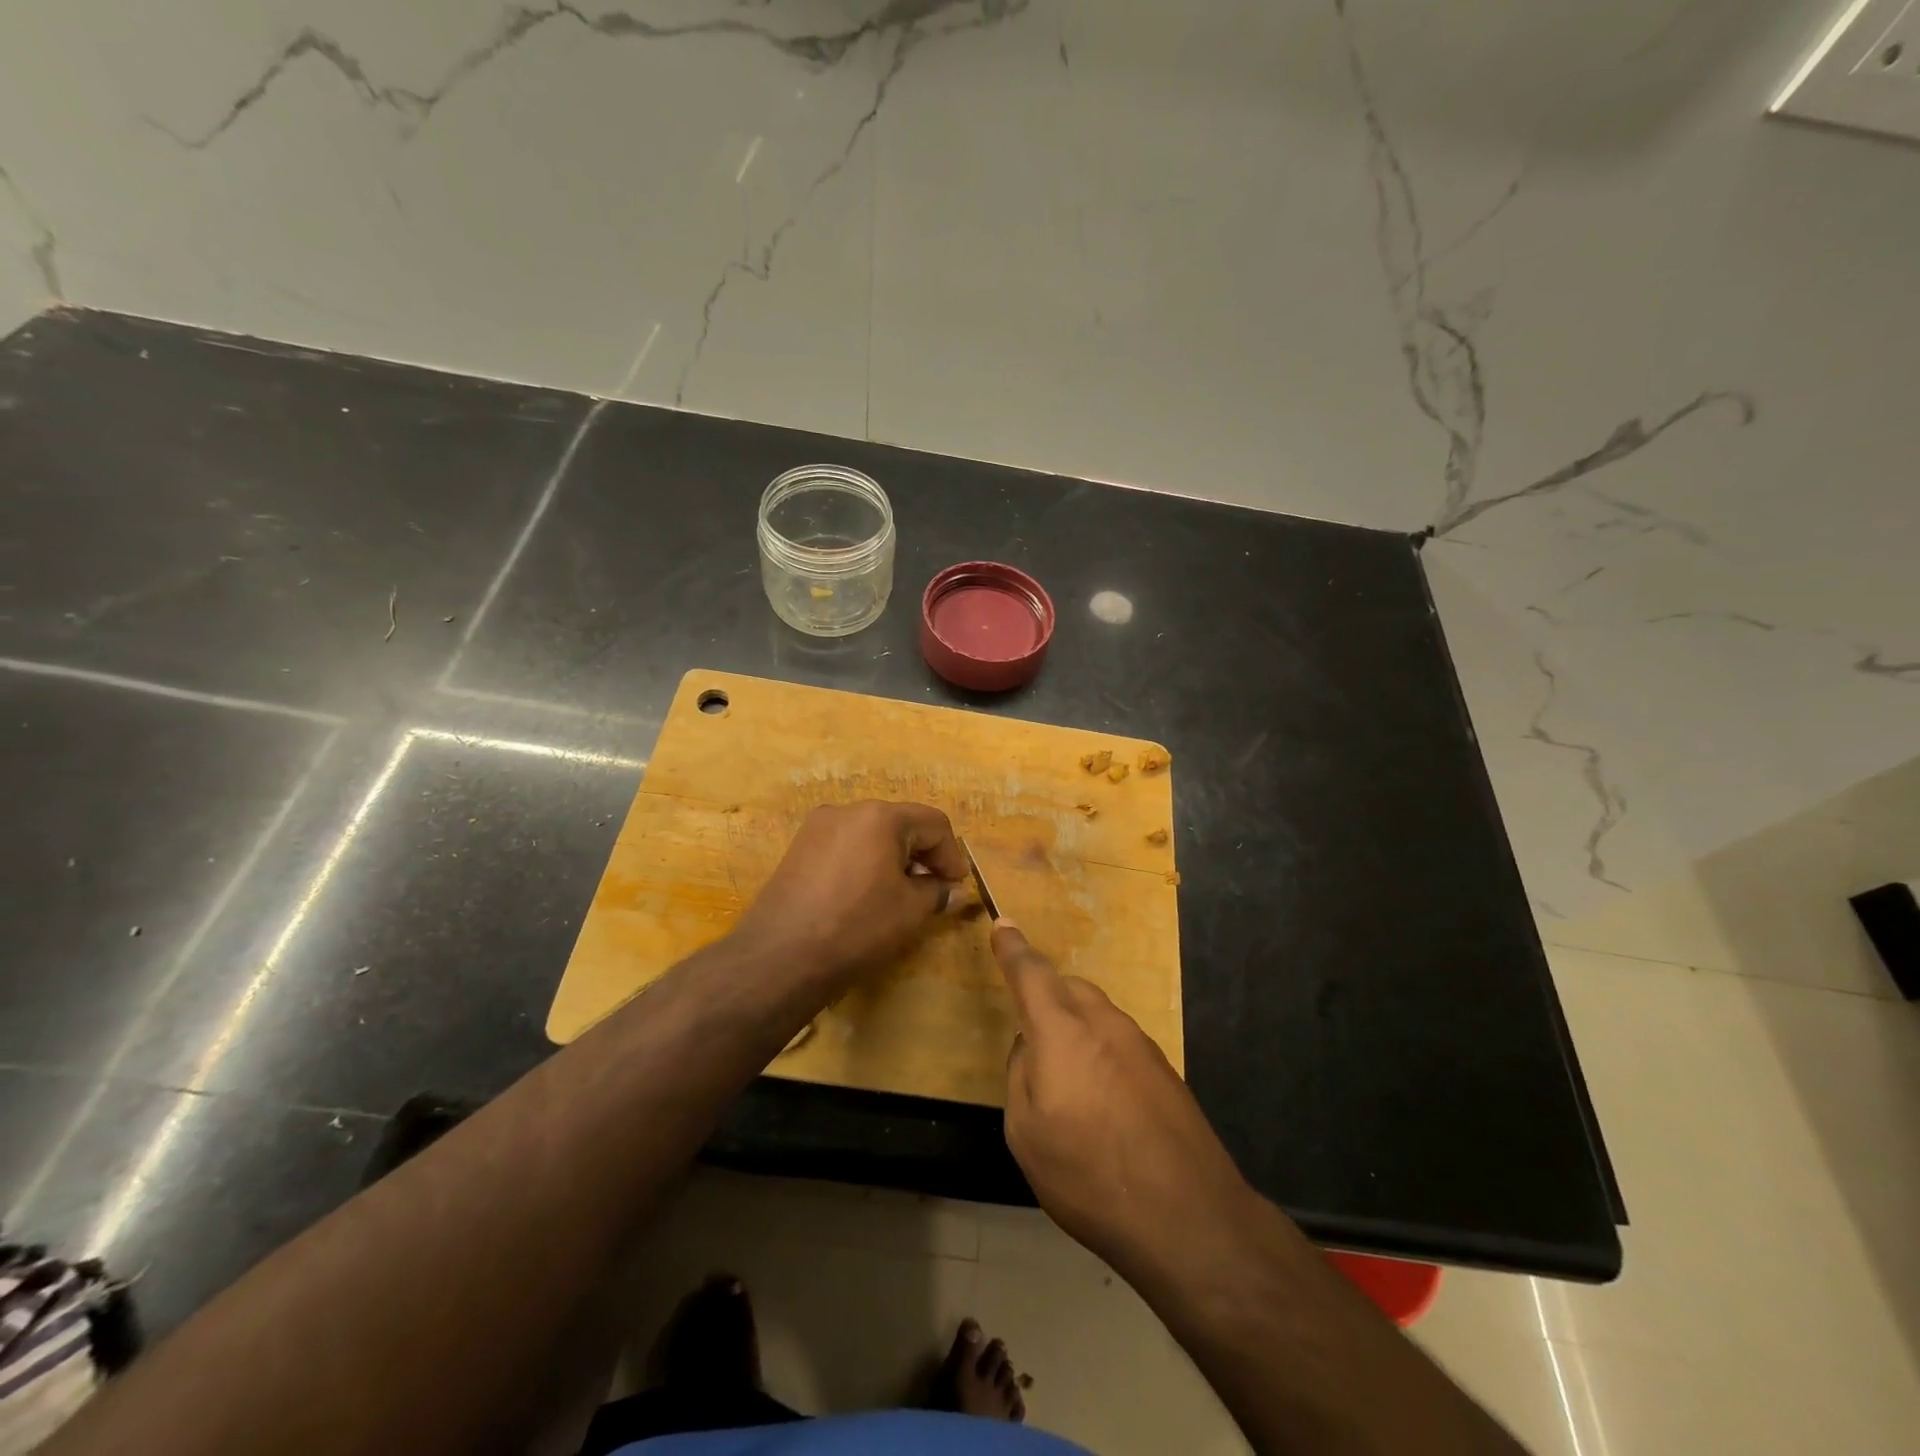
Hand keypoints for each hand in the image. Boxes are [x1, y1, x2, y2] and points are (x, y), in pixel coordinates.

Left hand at [734, 801, 966, 989]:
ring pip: (870, 834)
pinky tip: (864, 895)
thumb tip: (954, 891)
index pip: (933, 823)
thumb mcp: (909, 911)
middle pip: (900, 823)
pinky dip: (864, 862)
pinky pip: (845, 846)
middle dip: (922, 855)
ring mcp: (817, 827)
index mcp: (880, 816)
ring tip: (899, 895)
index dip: (951, 855)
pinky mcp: (798, 848)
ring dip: (893, 858)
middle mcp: (847, 810)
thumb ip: (938, 893)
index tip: (956, 887)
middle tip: (933, 891)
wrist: (780, 956)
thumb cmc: (857, 927)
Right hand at [994, 923, 1256, 1282]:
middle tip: (1033, 1040)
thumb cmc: (1090, 1174)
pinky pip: (1120, 1043)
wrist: (1189, 1216)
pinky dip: (1102, 1055)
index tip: (1003, 924)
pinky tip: (1105, 1105)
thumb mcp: (1026, 1133)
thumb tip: (1030, 1049)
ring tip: (1071, 1086)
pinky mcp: (1165, 1070)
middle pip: (1068, 989)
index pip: (1030, 973)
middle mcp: (1103, 1023)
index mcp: (1061, 1030)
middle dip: (1046, 998)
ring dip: (1077, 1030)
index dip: (1013, 949)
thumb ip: (1020, 1075)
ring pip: (1097, 1015)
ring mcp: (1141, 1043)